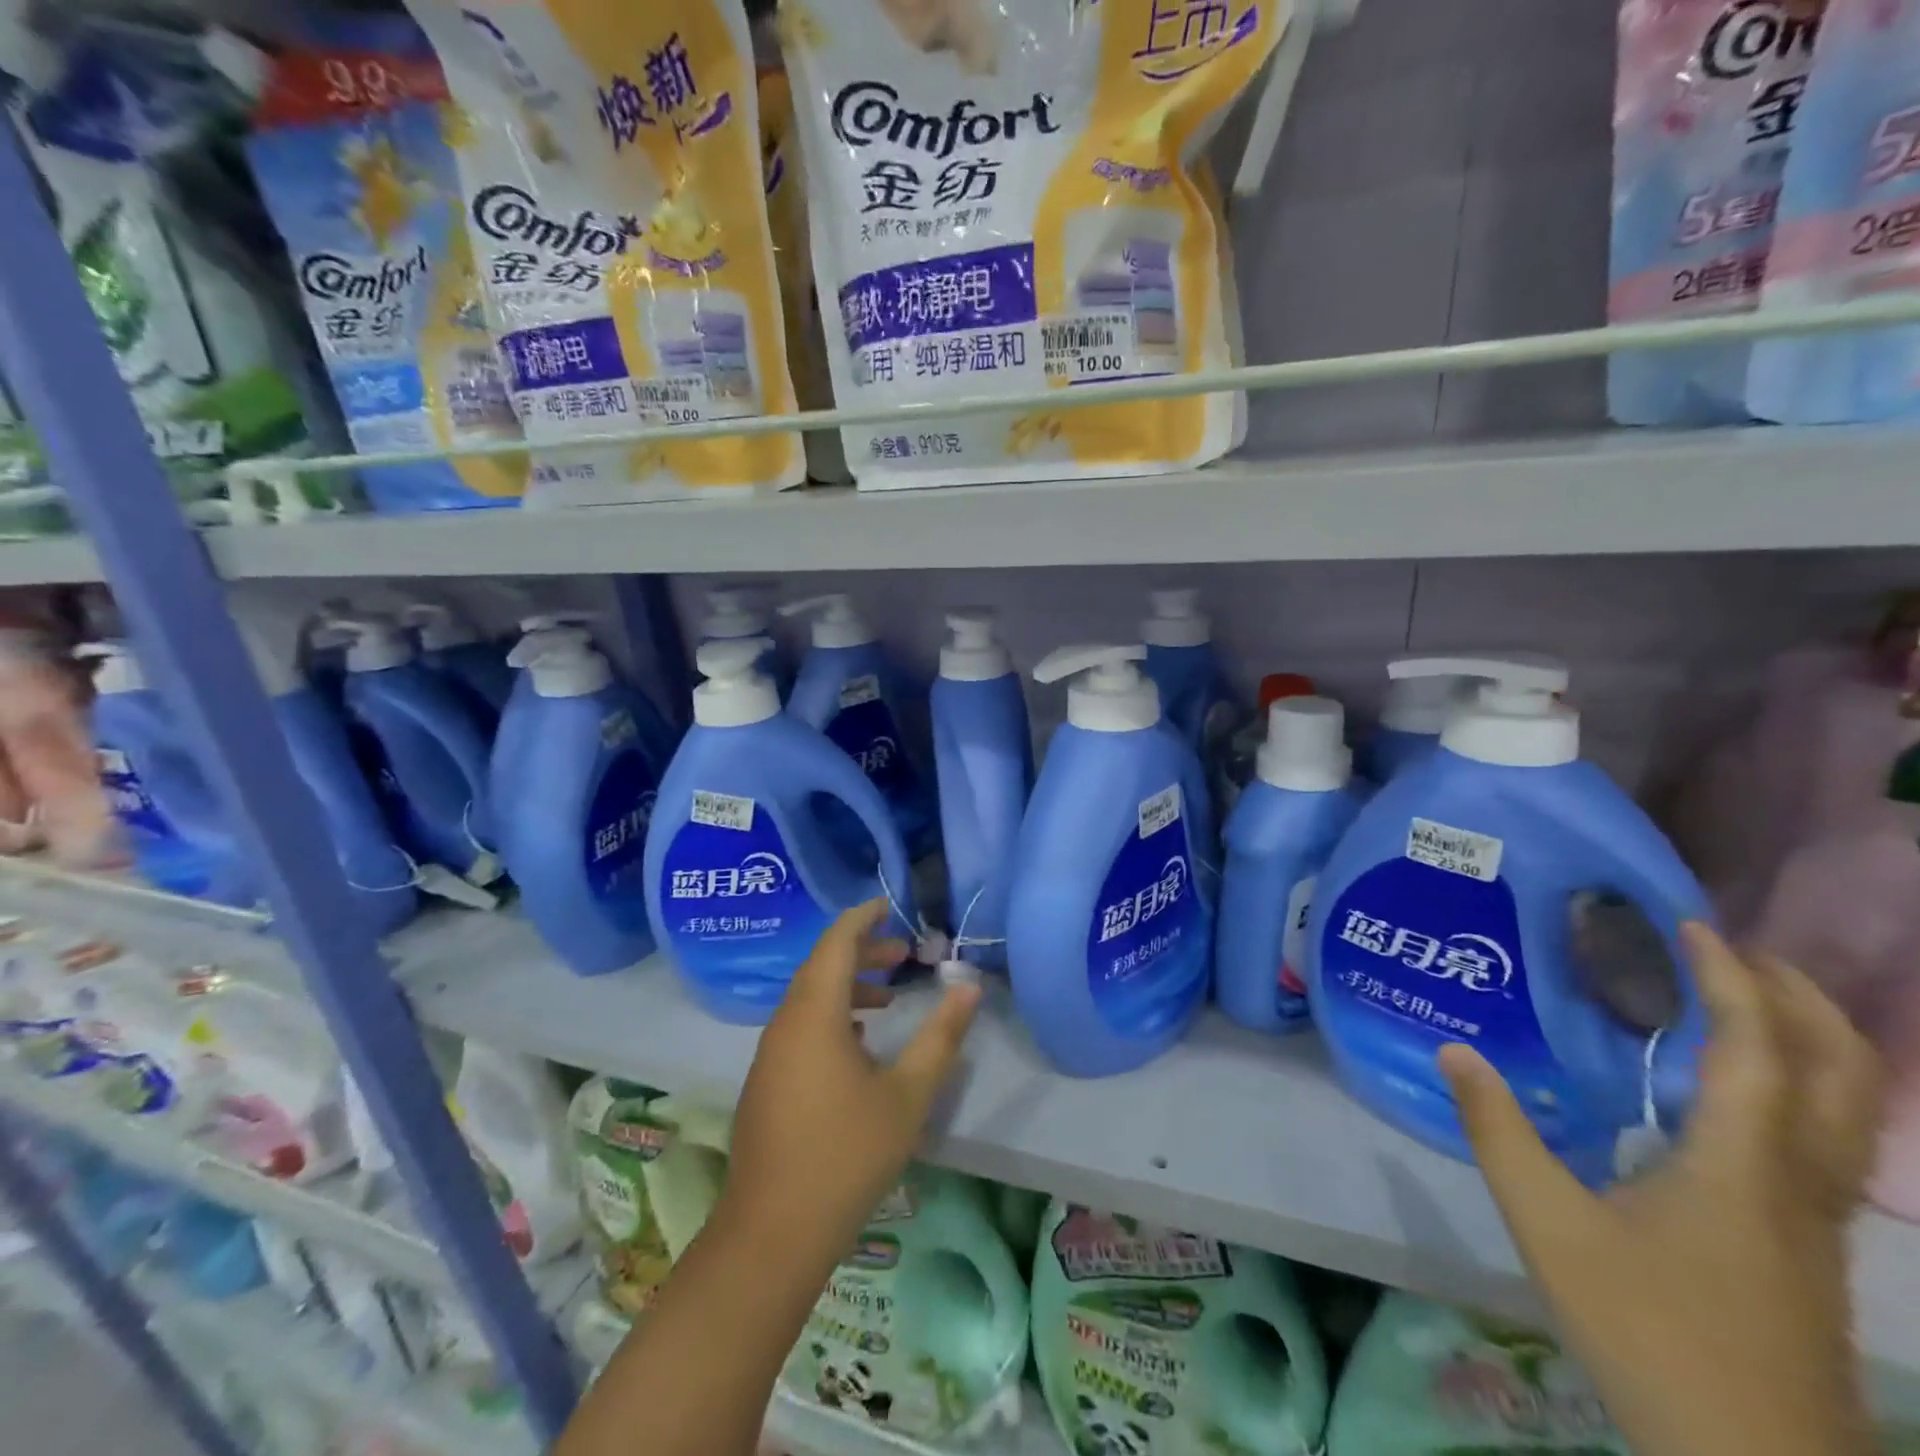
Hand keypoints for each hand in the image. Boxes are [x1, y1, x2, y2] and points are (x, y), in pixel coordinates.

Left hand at [721, 899, 982, 1268]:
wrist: (773, 1233)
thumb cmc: (846, 1155)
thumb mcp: (907, 1095)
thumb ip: (940, 1037)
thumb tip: (970, 989)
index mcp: (814, 1015)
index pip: (835, 943)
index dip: (862, 918)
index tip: (890, 906)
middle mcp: (785, 1024)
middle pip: (821, 966)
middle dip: (862, 951)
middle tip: (904, 953)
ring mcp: (770, 1054)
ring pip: (809, 998)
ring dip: (847, 985)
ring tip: (889, 996)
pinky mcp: (767, 1081)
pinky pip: (800, 1025)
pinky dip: (832, 1014)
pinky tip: (859, 1041)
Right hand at [1441, 924, 1882, 1455]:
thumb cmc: (1649, 1332)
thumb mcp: (1548, 1225)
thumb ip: (1498, 1132)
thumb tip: (1455, 1051)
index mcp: (1740, 1165)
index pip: (1756, 1048)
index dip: (1731, 978)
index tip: (1691, 925)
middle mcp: (1796, 1179)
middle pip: (1841, 1072)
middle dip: (1798, 998)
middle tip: (1731, 950)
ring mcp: (1815, 1217)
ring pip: (1850, 1108)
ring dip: (1812, 1039)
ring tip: (1741, 1000)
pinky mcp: (1812, 1244)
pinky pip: (1827, 1136)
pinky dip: (1802, 1084)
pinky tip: (1738, 1091)